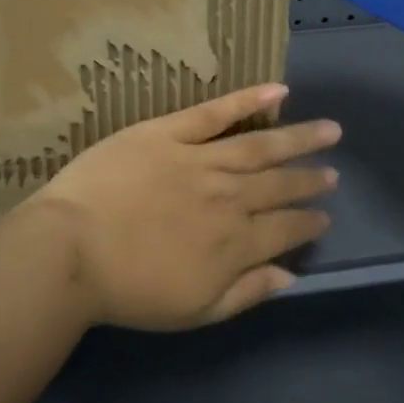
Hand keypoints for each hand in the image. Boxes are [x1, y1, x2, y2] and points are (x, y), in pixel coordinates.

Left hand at [24, 84, 339, 329]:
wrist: (70, 250)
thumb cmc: (127, 290)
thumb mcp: (193, 312)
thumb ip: (246, 292)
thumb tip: (290, 276)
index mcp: (236, 242)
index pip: (285, 228)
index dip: (308, 222)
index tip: (324, 216)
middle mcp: (229, 197)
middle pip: (279, 184)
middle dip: (310, 179)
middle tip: (332, 172)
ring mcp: (200, 159)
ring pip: (260, 146)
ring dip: (298, 137)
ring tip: (329, 130)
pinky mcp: (169, 132)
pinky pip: (215, 112)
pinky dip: (248, 100)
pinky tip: (278, 90)